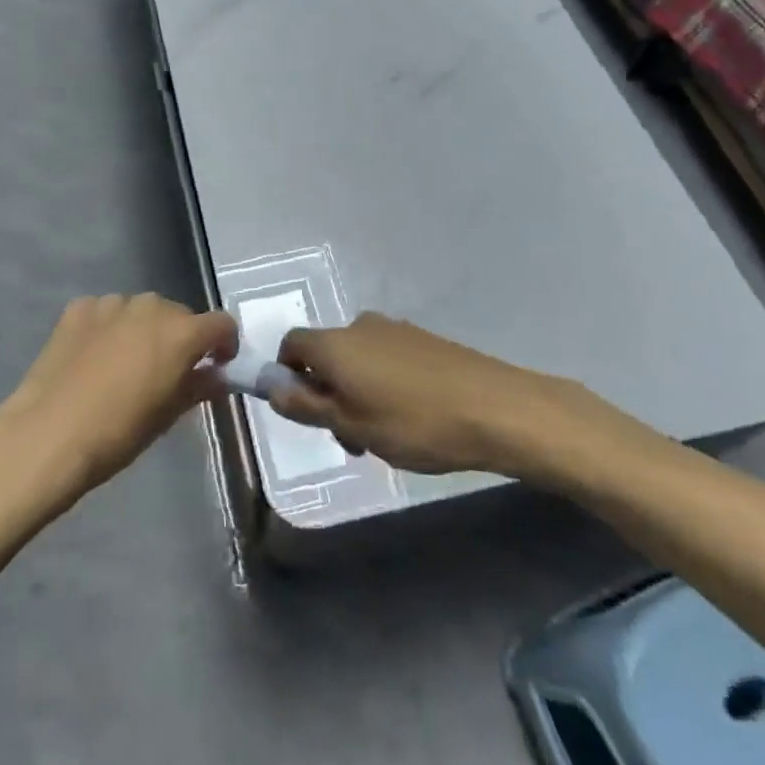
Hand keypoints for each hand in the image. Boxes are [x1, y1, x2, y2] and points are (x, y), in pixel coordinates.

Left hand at [0, 294, 237, 504]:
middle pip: (180, 314)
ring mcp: (112, 303)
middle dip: (181, 338)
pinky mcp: (79, 308)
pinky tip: (94, 355)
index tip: (217, 365)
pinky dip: (109, 327)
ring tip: (127, 362)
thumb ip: (199, 387)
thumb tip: (218, 376)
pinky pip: (106, 312)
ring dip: (144, 329)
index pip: (221, 324)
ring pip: (141, 310)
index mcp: (181, 332)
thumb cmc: (118, 432)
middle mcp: (151, 306)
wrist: (48, 434)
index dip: (224, 344)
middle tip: (168, 371)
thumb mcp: (168, 415)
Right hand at [272, 312, 595, 477]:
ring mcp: (395, 330)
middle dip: (326, 393)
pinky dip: (383, 384)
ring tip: (383, 435)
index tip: (305, 412)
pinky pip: (386, 358)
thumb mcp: (352, 425)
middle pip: (325, 354)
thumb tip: (269, 386)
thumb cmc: (414, 423)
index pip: (291, 345)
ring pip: (357, 359)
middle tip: (350, 438)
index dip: (287, 376)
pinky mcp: (423, 340)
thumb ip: (306, 405)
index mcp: (336, 343)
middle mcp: (360, 326)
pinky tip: (411, 417)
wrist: (495, 408)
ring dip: (356, 393)